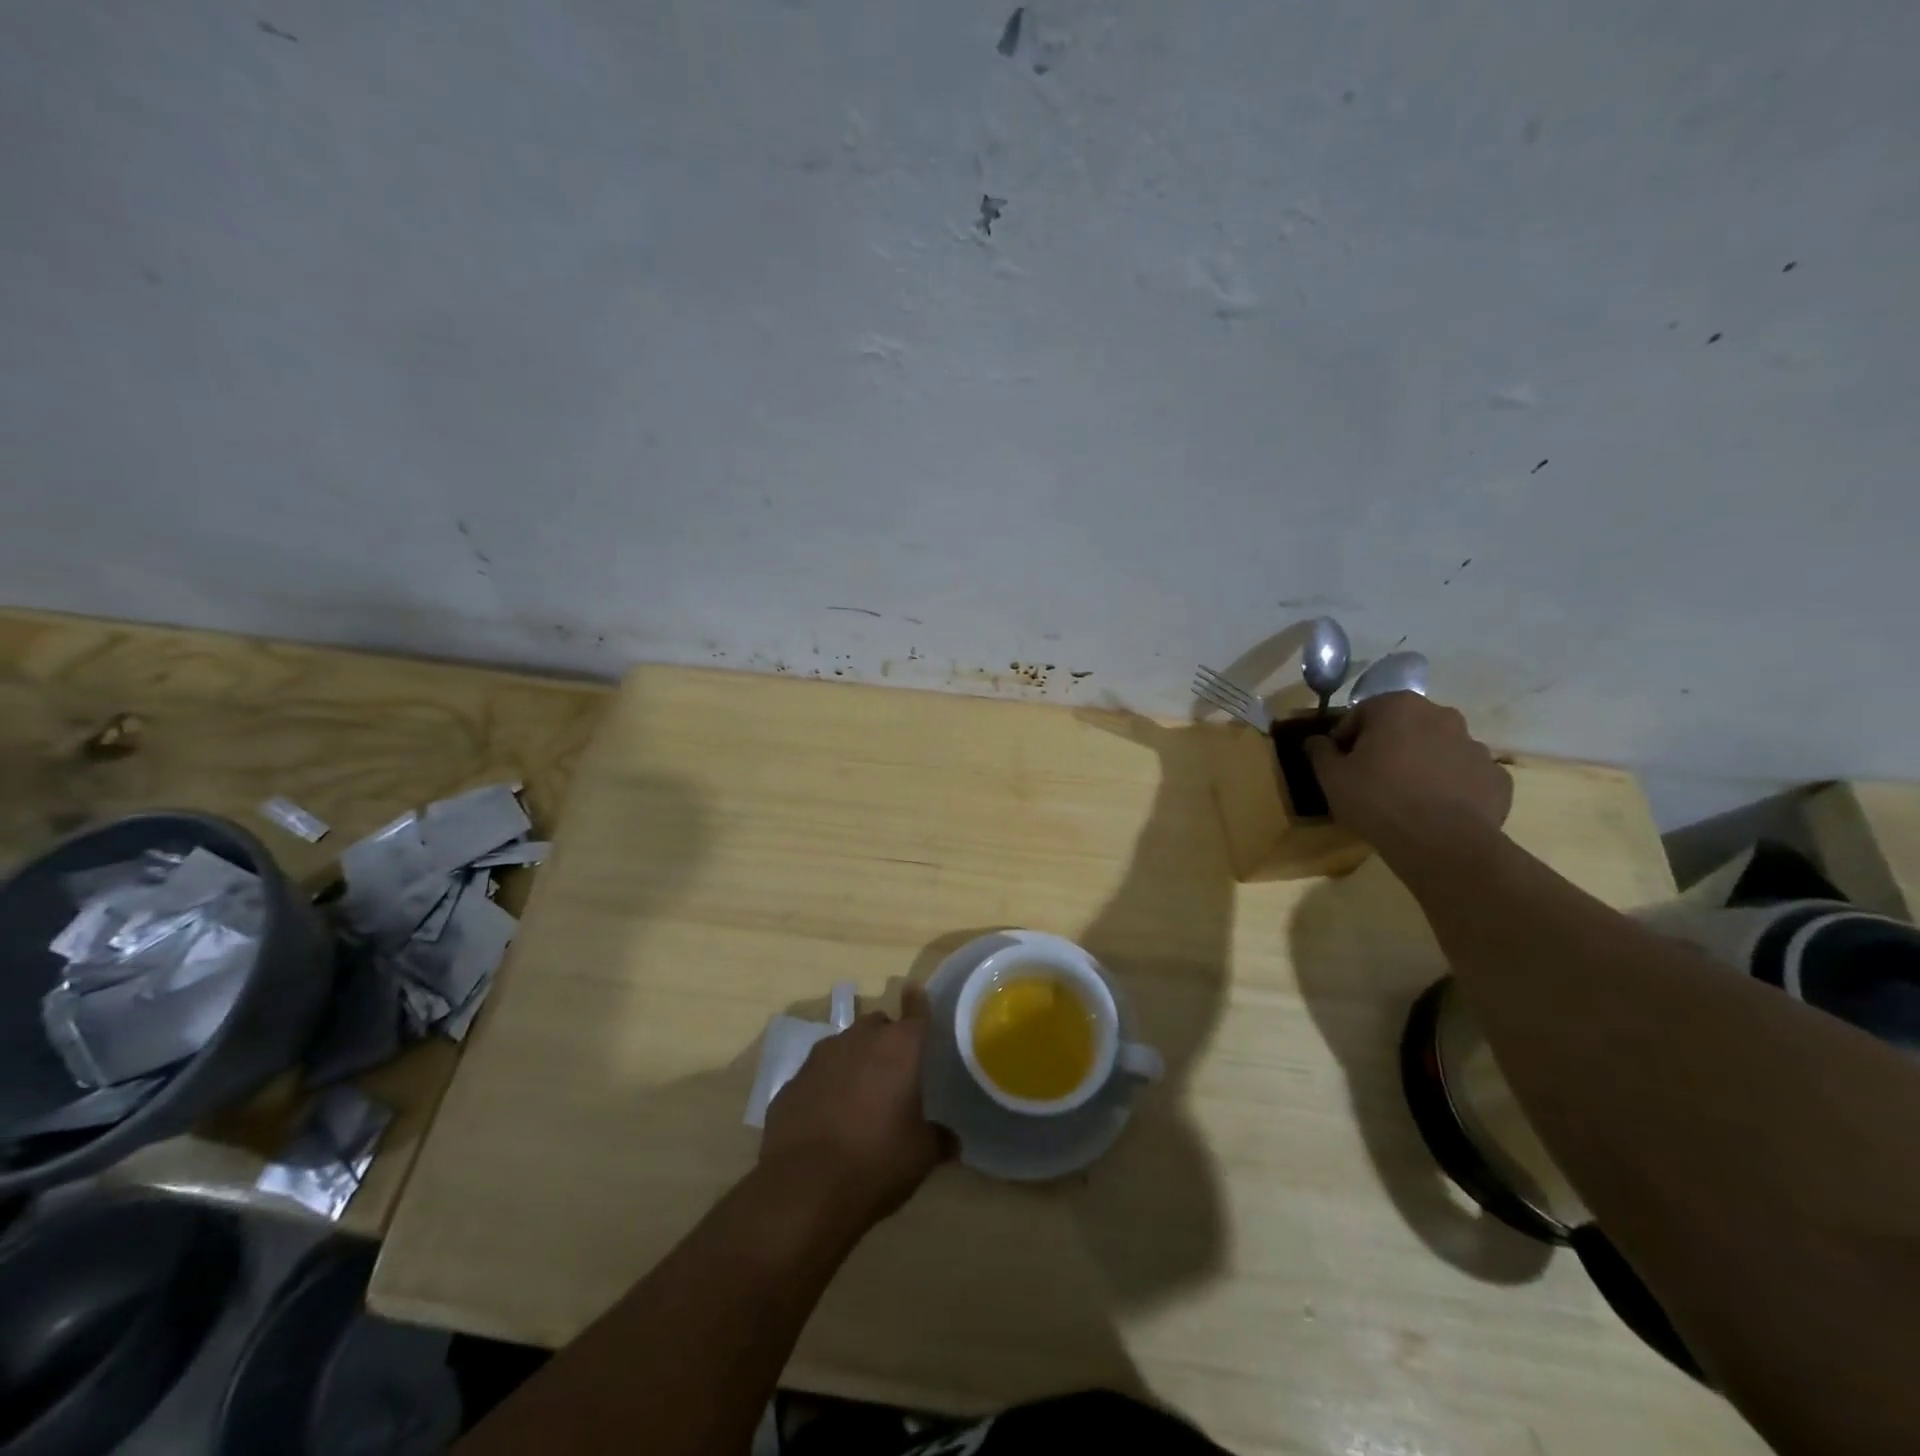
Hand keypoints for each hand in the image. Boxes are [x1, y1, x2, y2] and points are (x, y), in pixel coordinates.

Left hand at [760, 986, 949, 1229]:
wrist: (804, 1188)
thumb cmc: (876, 1162)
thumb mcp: (921, 1156)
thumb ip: (938, 1139)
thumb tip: (951, 1140)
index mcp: (898, 1048)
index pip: (915, 1012)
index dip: (918, 1002)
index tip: (914, 989)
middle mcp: (859, 1040)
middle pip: (877, 1025)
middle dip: (886, 1039)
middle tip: (894, 1070)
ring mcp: (820, 1058)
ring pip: (845, 1045)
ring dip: (855, 1060)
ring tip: (860, 1095)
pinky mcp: (792, 1082)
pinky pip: (818, 1074)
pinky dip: (827, 1085)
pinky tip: (828, 1117)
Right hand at [1304, 691, 1512, 851]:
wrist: (1442, 843)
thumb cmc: (1378, 800)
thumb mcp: (1331, 777)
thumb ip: (1320, 752)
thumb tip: (1315, 741)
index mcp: (1398, 707)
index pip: (1361, 713)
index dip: (1345, 738)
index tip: (1339, 764)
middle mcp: (1441, 715)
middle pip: (1404, 726)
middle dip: (1387, 746)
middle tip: (1371, 777)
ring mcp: (1475, 745)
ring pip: (1437, 748)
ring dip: (1421, 763)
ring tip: (1405, 796)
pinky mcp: (1496, 777)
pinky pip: (1464, 775)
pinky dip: (1450, 786)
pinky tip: (1436, 809)